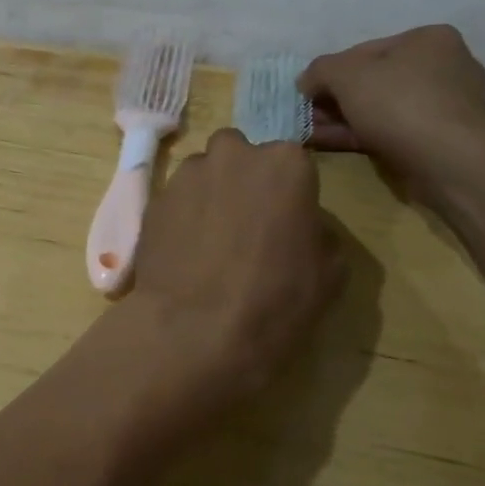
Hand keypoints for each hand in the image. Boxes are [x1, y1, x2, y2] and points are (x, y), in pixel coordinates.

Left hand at [127, 129, 345, 421]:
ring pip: (203, 173)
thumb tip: (304, 226)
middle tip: (246, 224)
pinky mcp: (154, 199)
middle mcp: (233, 154)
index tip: (286, 222)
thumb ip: (319, 232)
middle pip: (240, 155)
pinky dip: (182, 216)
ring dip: (209, 194)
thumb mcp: (331, 273)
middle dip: (242, 178)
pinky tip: (185, 254)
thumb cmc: (276, 301)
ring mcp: (187, 175)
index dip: (288, 192)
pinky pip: (176, 200)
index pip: (291, 163)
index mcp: (285, 163)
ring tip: (211, 242)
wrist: (195, 331)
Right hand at [298, 25, 484, 189]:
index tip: (306, 93)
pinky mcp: (439, 140)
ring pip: (379, 109)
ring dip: (341, 120)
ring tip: (308, 132)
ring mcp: (444, 107)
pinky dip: (358, 136)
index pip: (365, 50)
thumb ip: (319, 70)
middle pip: (372, 81)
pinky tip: (327, 143)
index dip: (329, 71)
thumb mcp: (345, 74)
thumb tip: (306, 82)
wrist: (450, 163)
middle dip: (334, 99)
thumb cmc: (400, 104)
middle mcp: (443, 67)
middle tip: (305, 115)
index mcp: (429, 39)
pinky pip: (390, 132)